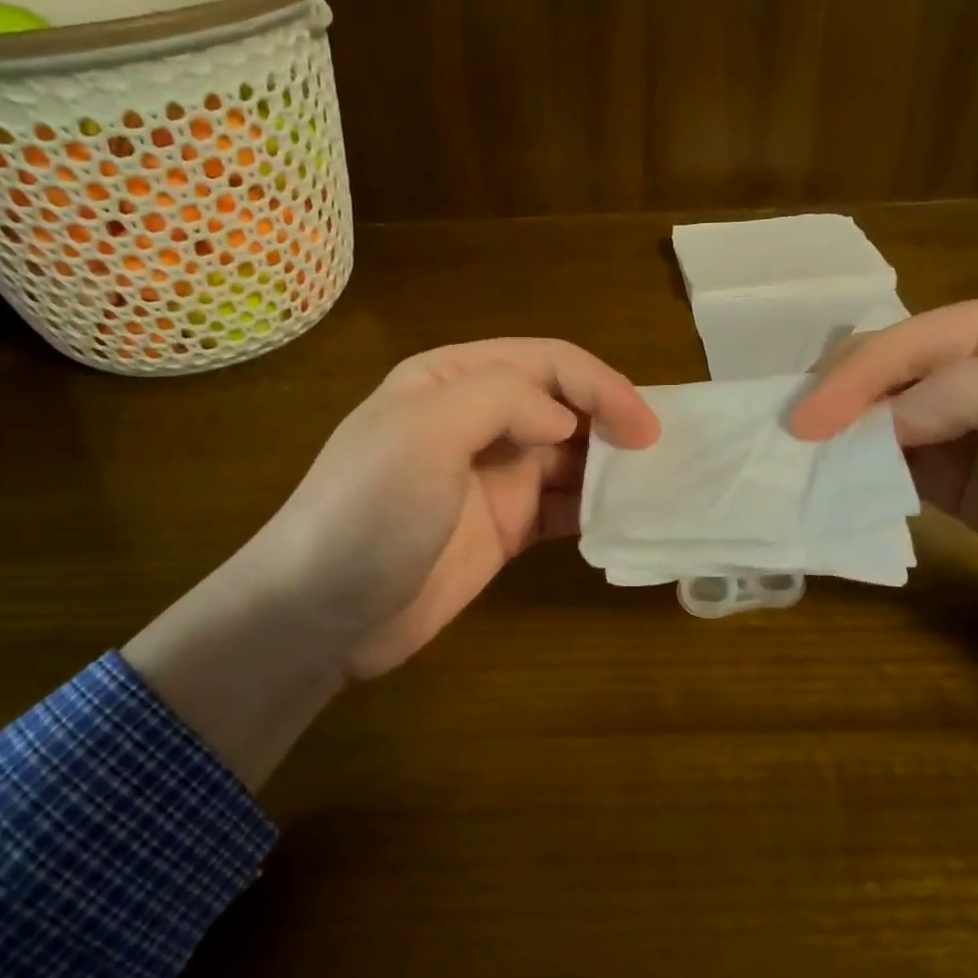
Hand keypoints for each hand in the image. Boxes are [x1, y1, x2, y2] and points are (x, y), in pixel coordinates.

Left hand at [124, 339, 658, 786]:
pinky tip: (619, 521)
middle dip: (612, 421)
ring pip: (568, 457)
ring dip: (609, 466)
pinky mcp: (502, 529)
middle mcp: (476, 420)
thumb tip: (564, 421)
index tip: (643, 427)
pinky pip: (560, 508)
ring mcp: (490, 478)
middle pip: (563, 405)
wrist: (317, 615)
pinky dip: (593, 509)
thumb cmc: (367, 512)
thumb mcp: (424, 432)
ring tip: (654, 487)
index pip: (546, 362)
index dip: (600, 384)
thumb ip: (502, 399)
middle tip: (660, 456)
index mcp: (453, 380)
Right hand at [791, 294, 977, 744]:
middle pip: (882, 372)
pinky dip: (855, 472)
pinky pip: (887, 465)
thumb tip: (880, 422)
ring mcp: (955, 423)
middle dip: (836, 399)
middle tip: (791, 437)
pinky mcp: (947, 475)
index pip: (909, 342)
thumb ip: (971, 392)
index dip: (854, 377)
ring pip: (875, 418)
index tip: (807, 422)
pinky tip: (830, 484)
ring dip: (837, 437)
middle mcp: (971, 365)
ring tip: (795, 459)